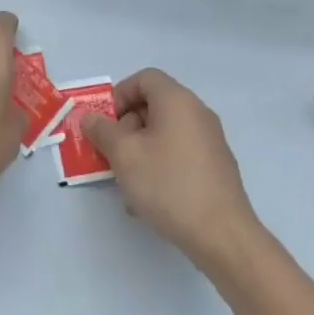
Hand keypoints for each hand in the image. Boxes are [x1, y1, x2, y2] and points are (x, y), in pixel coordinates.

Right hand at [81, 69, 261, 270]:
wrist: (222, 236)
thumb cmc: (168, 184)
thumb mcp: (124, 154)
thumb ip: (102, 130)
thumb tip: (91, 118)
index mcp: (178, 101)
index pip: (144, 78)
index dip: (119, 95)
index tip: (106, 124)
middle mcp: (197, 114)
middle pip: (154, 105)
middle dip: (126, 127)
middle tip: (111, 154)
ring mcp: (210, 142)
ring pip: (164, 134)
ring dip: (140, 150)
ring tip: (126, 182)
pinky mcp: (215, 168)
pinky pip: (179, 155)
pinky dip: (159, 166)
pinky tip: (148, 198)